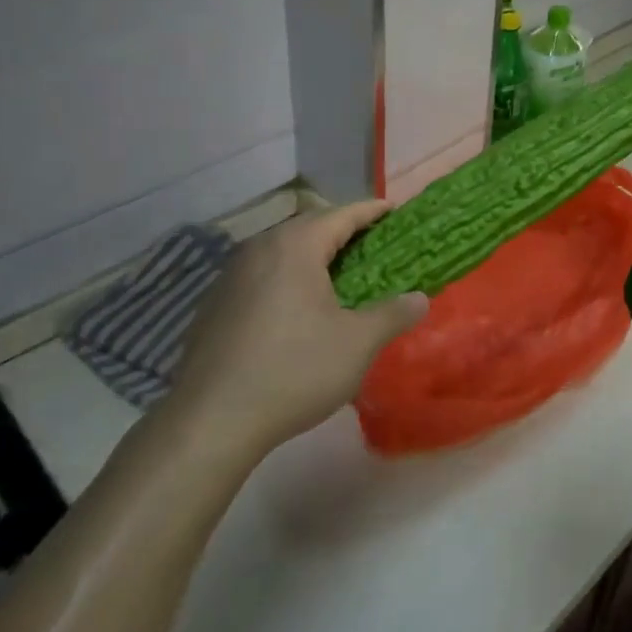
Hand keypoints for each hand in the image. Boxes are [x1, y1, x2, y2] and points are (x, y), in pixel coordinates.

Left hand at [153, 201, 427, 462]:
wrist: (211, 421)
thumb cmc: (294, 371)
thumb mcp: (357, 344)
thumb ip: (392, 314)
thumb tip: (420, 298)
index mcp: (295, 247)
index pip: (341, 214)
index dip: (371, 211)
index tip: (394, 211)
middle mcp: (259, 249)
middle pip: (308, 227)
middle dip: (342, 231)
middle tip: (372, 245)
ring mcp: (230, 276)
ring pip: (281, 251)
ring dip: (311, 256)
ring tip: (336, 276)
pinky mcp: (214, 304)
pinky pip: (260, 276)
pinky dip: (285, 279)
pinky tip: (295, 309)